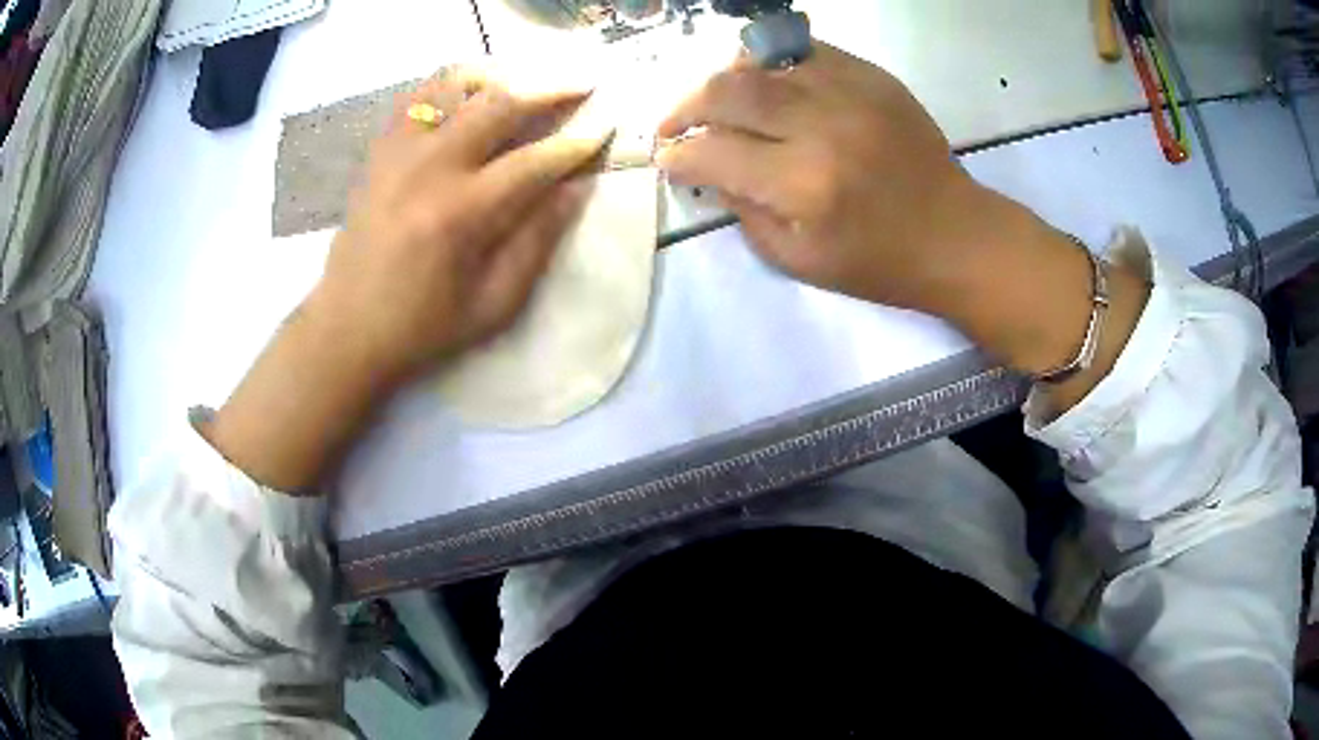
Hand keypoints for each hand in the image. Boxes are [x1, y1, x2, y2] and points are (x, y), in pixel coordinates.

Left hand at [310, 67, 607, 385]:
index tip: (605, 129)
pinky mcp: (378, 153)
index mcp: (462, 213)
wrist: (347, 329)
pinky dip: (446, 87)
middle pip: (498, 104)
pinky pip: (415, 98)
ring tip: (522, 84)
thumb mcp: (494, 304)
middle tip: (580, 86)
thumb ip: (538, 242)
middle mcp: (430, 168)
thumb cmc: (424, 326)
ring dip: (496, 78)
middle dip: (549, 90)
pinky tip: (466, 96)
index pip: (535, 161)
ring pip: (453, 85)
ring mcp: (398, 153)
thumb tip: (575, 188)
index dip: (577, 143)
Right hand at [656, 42, 981, 311]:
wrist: (957, 235)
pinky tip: (767, 85)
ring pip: (760, 61)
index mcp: (805, 185)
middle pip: (726, 92)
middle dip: (684, 108)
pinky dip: (771, 64)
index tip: (667, 160)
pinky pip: (804, 51)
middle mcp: (823, 127)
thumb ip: (743, 212)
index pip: (712, 153)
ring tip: (718, 103)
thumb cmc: (880, 262)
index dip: (677, 156)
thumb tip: (707, 171)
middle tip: (674, 126)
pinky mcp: (874, 77)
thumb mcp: (800, 260)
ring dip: (724, 81)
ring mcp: (852, 93)